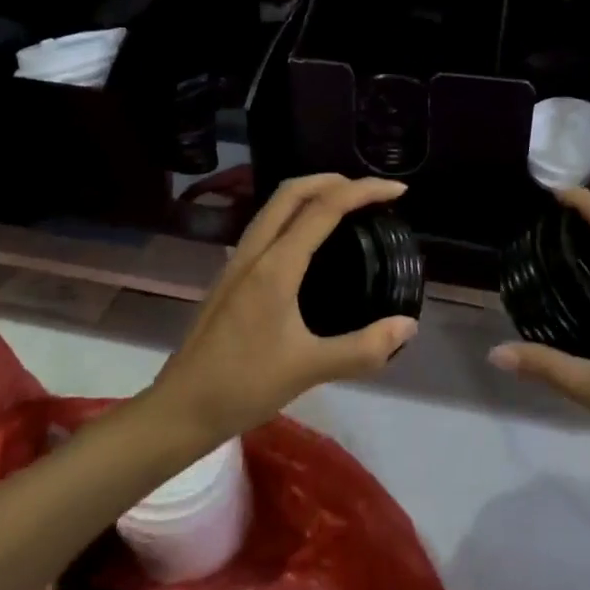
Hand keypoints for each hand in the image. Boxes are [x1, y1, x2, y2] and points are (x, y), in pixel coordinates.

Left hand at [153, 174, 418, 441]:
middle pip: (292, 192)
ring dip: (311, 194)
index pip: (324, 208)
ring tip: (345, 207)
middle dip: (334, 180)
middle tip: (370, 192)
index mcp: (276, 266)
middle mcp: (254, 252)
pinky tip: (310, 242)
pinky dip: (295, 215)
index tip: (397, 192)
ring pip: (274, 206)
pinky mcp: (230, 277)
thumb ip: (364, 348)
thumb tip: (408, 326)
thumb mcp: (310, 369)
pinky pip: (267, 226)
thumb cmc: (244, 386)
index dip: (363, 191)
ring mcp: (237, 262)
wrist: (181, 409)